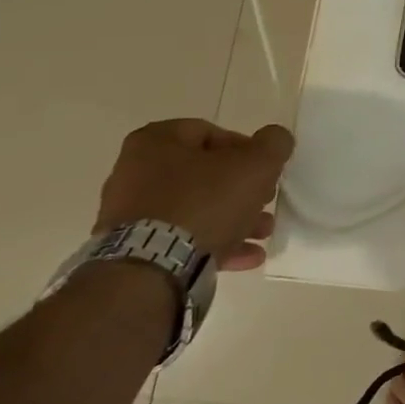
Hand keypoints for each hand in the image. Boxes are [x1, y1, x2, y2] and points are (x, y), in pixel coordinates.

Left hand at [96, 119, 293, 269]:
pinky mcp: (132, 250)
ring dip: (233, 218)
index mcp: (155, 142)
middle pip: (204, 174)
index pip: (211, 133)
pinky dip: (214, 244)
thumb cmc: (204, 202)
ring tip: (263, 233)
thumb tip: (275, 139)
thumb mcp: (256, 163)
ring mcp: (130, 215)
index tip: (265, 169)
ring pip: (195, 209)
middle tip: (266, 200)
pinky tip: (246, 256)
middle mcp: (134, 173)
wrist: (151, 270)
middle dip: (241, 189)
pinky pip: (180, 239)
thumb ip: (274, 143)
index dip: (246, 149)